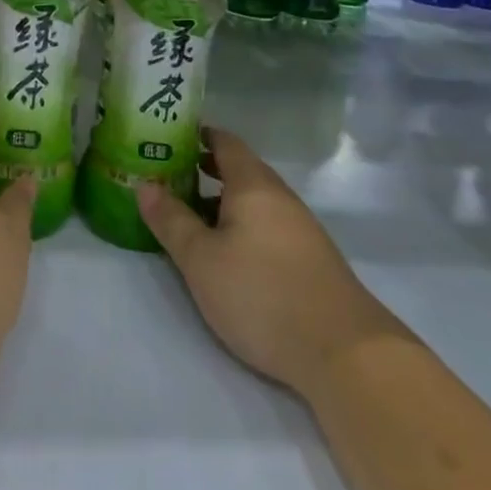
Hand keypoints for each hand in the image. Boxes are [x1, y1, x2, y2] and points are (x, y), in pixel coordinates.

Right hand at [138, 127, 391, 392]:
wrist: (346, 354)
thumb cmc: (262, 295)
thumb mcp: (201, 260)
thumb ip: (171, 220)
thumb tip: (144, 184)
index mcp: (253, 185)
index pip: (225, 141)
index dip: (197, 135)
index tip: (168, 137)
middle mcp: (280, 197)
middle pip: (240, 169)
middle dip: (205, 170)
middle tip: (169, 178)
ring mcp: (301, 228)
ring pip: (255, 200)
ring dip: (223, 201)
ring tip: (190, 217)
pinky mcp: (311, 259)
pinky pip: (268, 225)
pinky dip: (242, 225)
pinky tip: (228, 254)